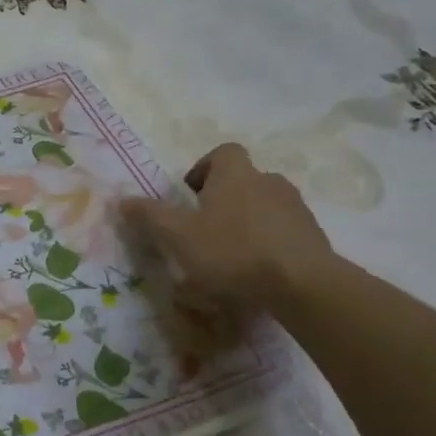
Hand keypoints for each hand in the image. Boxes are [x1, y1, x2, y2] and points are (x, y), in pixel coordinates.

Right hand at [122, 143, 333, 314]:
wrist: (301, 283)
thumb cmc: (231, 252)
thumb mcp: (178, 236)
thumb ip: (149, 216)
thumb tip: (122, 199)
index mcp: (235, 175)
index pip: (222, 153)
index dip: (205, 168)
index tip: (191, 193)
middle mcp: (268, 182)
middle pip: (244, 179)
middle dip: (224, 199)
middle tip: (204, 228)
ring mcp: (295, 208)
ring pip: (264, 205)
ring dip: (247, 221)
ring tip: (231, 254)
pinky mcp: (313, 235)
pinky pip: (283, 231)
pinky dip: (268, 242)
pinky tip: (257, 271)